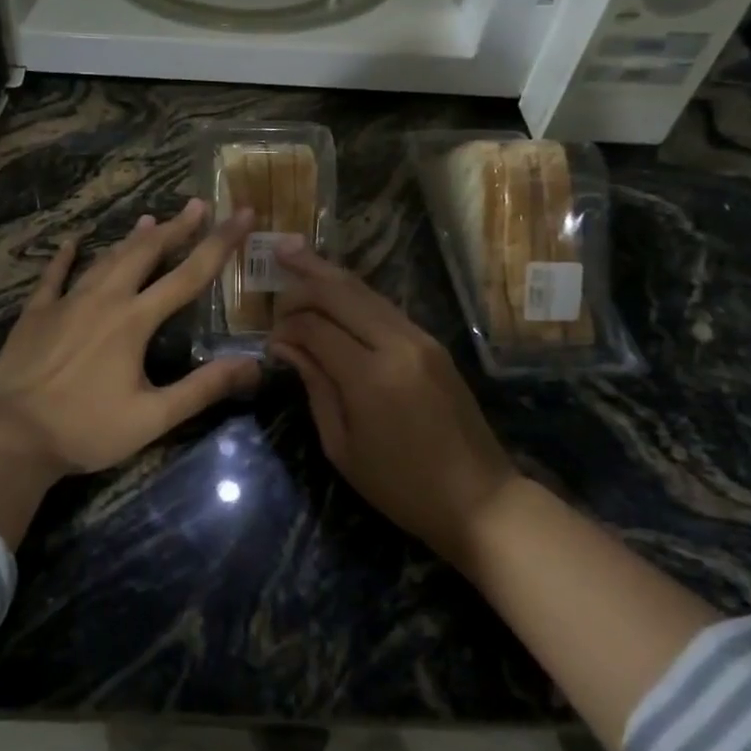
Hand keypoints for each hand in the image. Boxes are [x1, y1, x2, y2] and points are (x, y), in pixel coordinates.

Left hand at [0, 197, 260, 544]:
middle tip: (197, 206)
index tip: (242, 214)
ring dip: (131, 239)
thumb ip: (203, 388)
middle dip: (175, 228)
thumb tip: (252, 364)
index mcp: (135, 320)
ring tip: (150, 218)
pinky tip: (72, 242)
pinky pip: (54, 276)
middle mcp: (104, 299)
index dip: (220, 243)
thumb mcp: (153, 417)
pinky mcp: (36, 314)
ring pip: (105, 260)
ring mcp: (66, 302)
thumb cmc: (87, 429)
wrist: (11, 436)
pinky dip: (65, 257)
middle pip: (145, 253)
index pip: (188, 275)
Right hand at [268, 245, 518, 569]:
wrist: (479, 498)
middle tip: (274, 264)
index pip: (314, 327)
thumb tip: (286, 347)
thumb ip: (315, 386)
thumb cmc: (401, 486)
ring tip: (294, 252)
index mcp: (371, 376)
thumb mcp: (342, 446)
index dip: (285, 328)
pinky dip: (353, 293)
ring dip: (328, 273)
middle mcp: (398, 344)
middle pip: (340, 292)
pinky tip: (333, 287)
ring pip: (365, 290)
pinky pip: (384, 306)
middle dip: (303, 279)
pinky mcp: (433, 343)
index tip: (270, 342)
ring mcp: (421, 339)